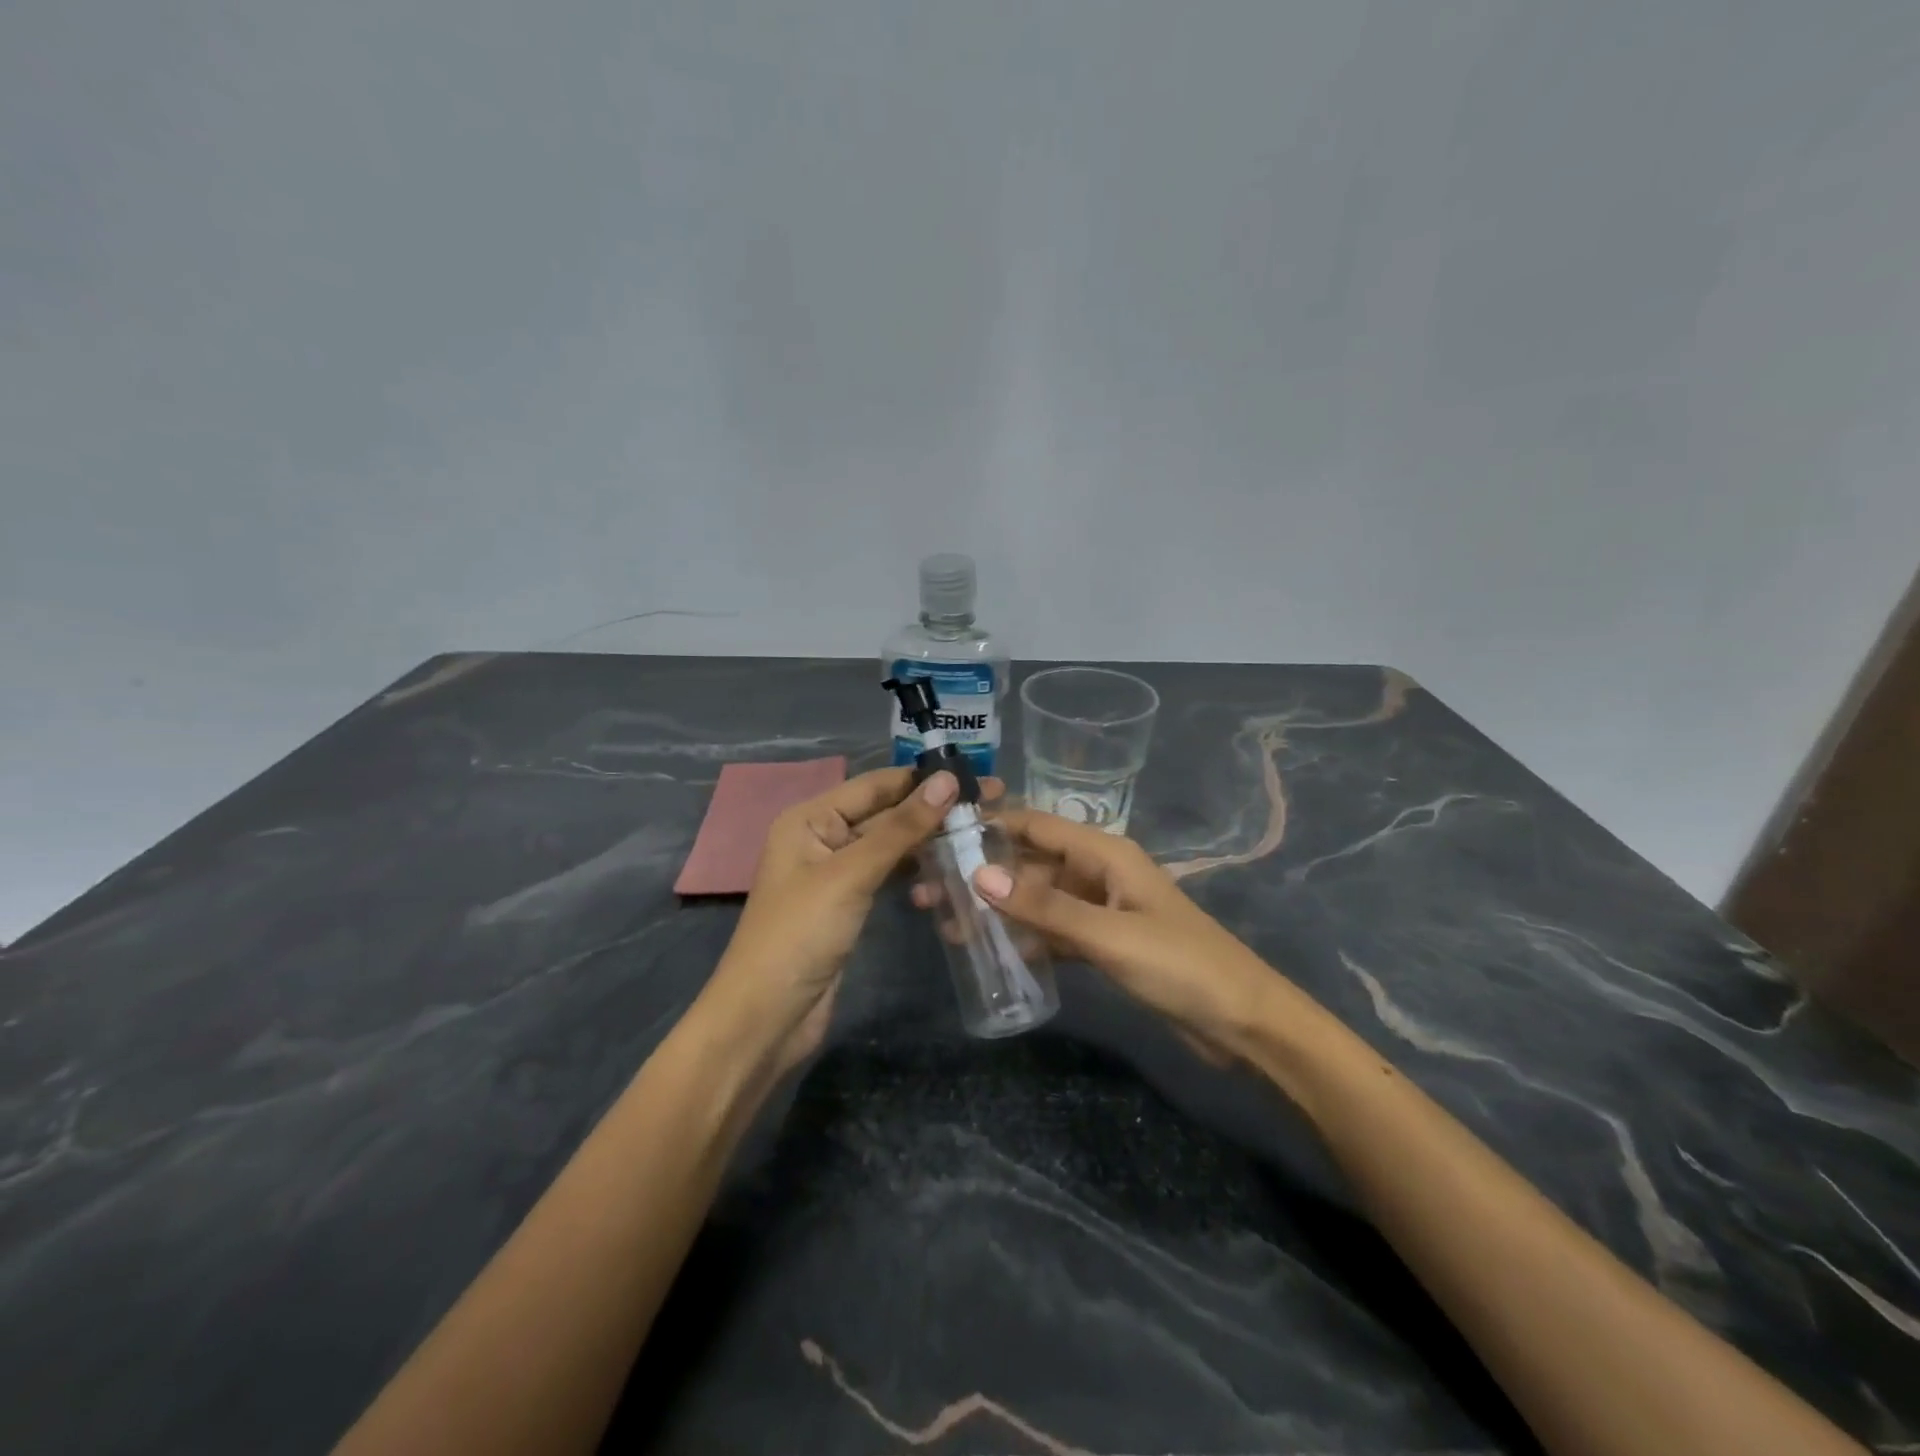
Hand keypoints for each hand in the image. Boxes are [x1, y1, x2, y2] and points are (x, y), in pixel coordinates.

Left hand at [695, 767, 960, 1076]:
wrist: (767, 1017)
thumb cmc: (801, 934)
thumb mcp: (851, 874)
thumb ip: (900, 828)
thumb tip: (947, 780)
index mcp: (810, 818)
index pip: (875, 785)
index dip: (923, 780)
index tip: (977, 778)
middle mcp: (821, 837)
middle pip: (884, 814)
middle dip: (931, 810)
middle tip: (992, 807)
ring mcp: (835, 873)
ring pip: (888, 846)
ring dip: (926, 842)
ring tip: (979, 835)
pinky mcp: (848, 904)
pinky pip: (886, 875)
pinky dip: (914, 872)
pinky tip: (948, 872)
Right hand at [964, 809, 1287, 1059]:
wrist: (1243, 1023)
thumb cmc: (1180, 966)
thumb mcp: (1109, 934)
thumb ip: (1045, 906)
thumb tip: (979, 875)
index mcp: (1105, 853)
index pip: (1037, 826)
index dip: (990, 825)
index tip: (939, 833)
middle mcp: (1098, 872)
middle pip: (1031, 865)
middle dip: (984, 877)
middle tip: (929, 893)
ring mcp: (1101, 909)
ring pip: (1039, 900)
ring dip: (999, 910)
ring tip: (948, 926)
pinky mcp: (1104, 944)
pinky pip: (1054, 931)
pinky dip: (1025, 938)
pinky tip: (991, 952)